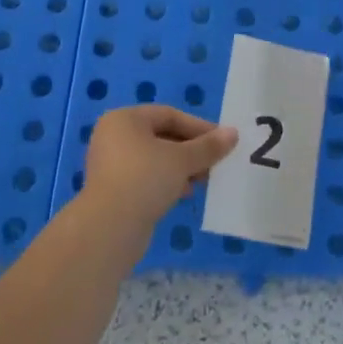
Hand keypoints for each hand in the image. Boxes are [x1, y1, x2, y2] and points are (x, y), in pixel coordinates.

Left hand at [83, 105, 237, 230]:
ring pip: (155, 159)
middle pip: (162, 136)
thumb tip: (233, 133)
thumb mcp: (181, 159)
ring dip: (182, 168)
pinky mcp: (114, 191)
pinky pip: (146, 178)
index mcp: (125, 119)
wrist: (109, 229)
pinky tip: (184, 193)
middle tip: (214, 162)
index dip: (198, 127)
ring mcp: (111, 165)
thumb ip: (208, 146)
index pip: (169, 115)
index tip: (222, 141)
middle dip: (191, 149)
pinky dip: (167, 182)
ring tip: (203, 180)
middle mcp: (114, 136)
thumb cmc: (145, 179)